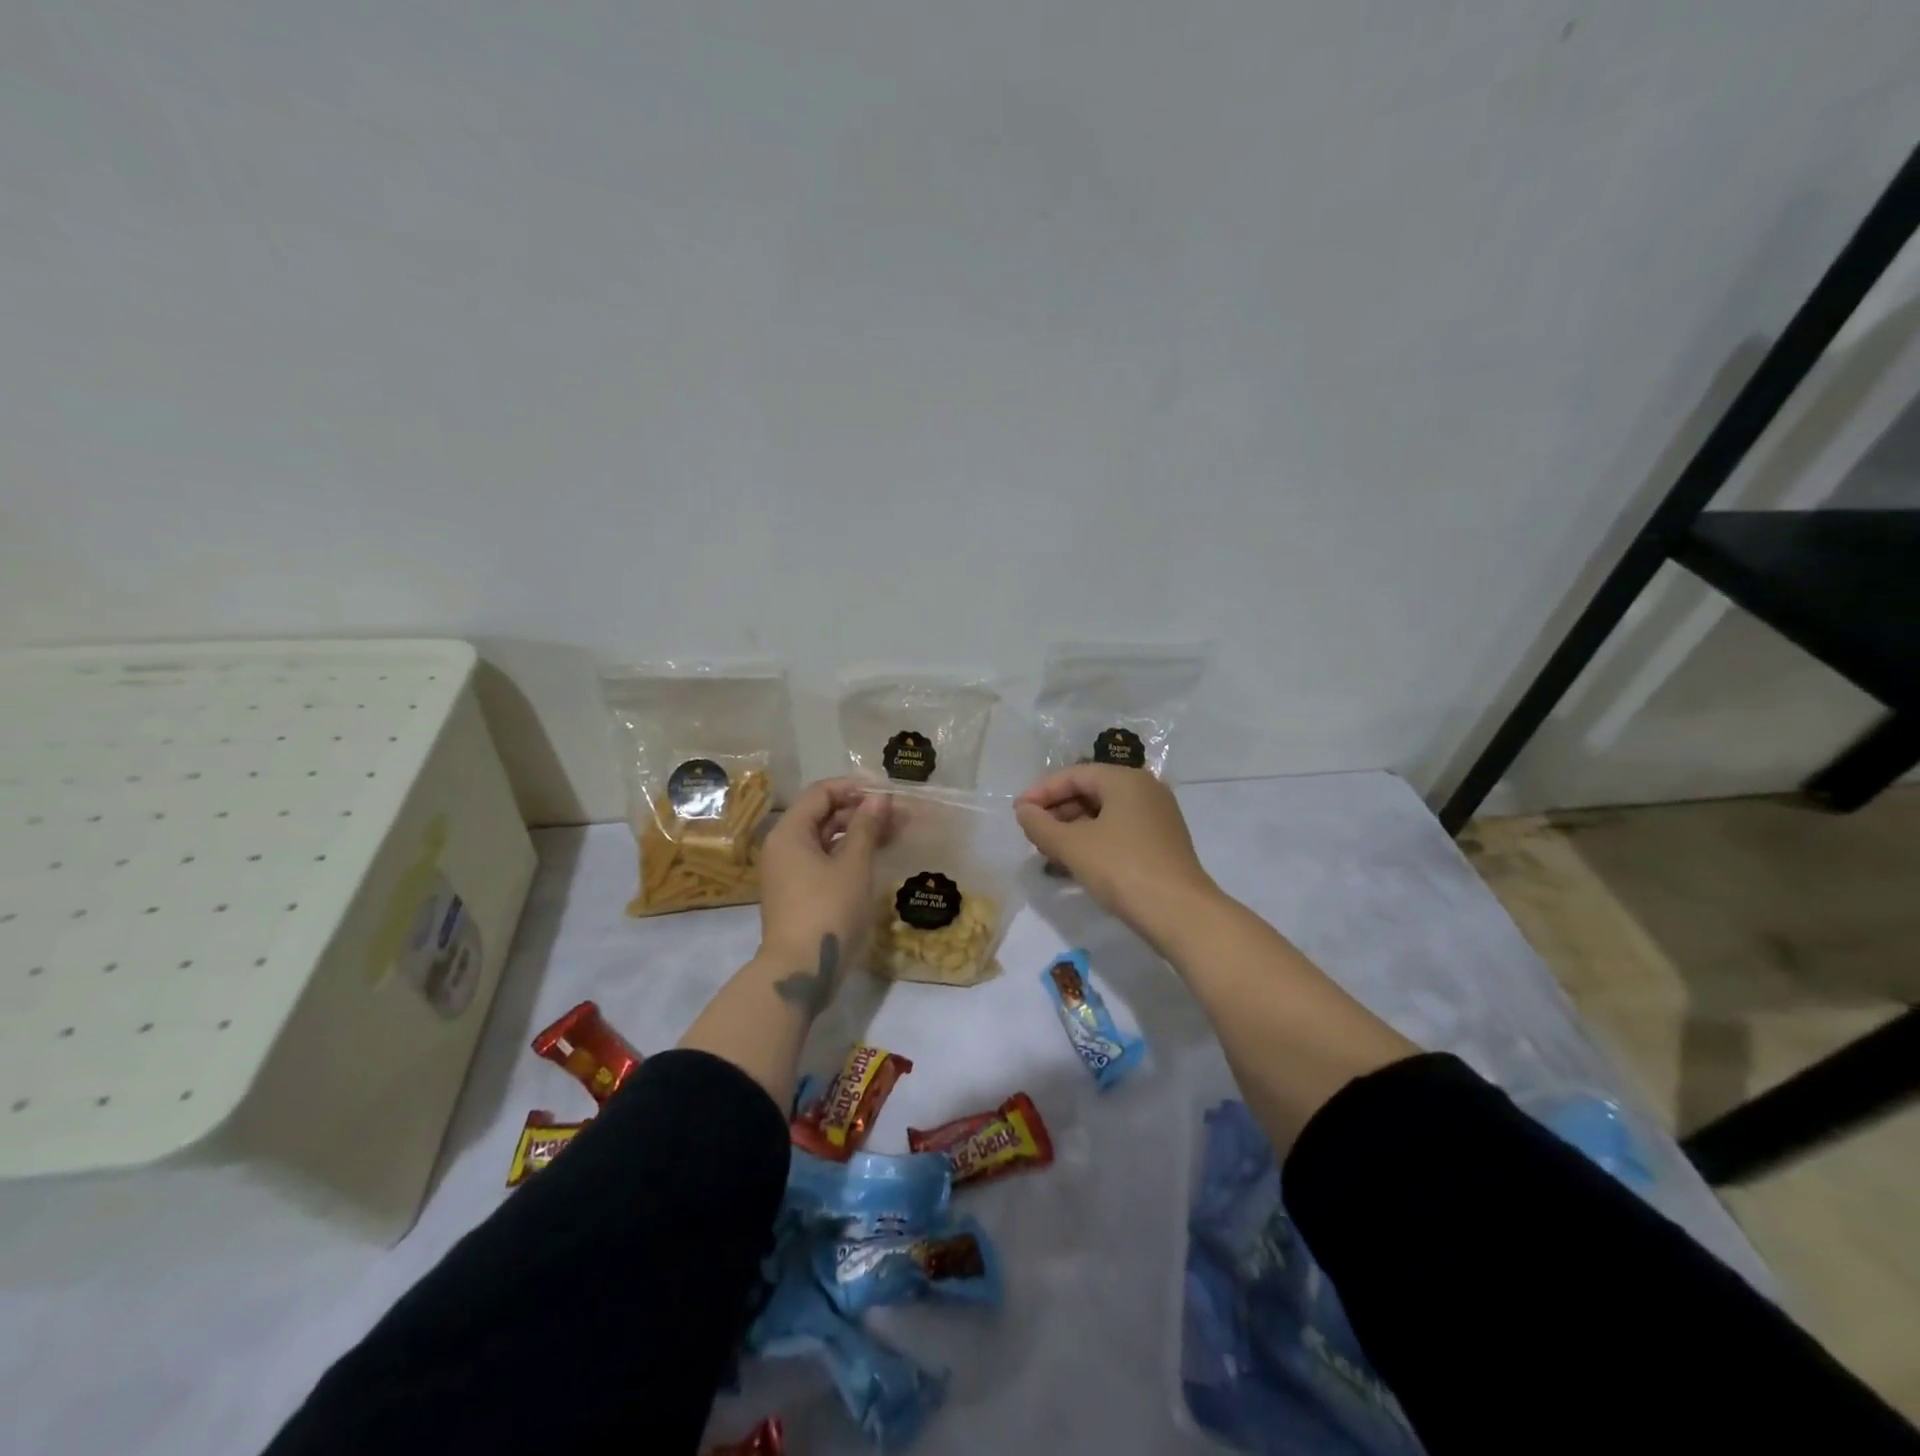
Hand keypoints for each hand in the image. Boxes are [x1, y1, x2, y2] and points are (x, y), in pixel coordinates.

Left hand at [755, 778, 893, 1010]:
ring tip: (894, 833)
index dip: (854, 787)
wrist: (801, 970)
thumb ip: (867, 827)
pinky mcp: (798, 893)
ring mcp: (789, 872)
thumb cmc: (828, 910)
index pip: (821, 793)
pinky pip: (824, 861)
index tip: (887, 792)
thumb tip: (880, 798)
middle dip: (861, 811)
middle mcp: (784, 847)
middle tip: (899, 815)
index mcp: (790, 832)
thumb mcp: (853, 865)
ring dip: (858, 833)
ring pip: (826, 839)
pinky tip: (876, 856)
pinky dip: (848, 854)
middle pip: (822, 814)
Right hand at [1015, 765, 1217, 937]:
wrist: (1180, 913)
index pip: (1074, 775)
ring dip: (1072, 828)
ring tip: (1048, 850)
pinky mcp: (1161, 842)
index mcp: (1125, 779)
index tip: (1017, 812)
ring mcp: (1157, 817)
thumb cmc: (1122, 869)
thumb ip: (1040, 825)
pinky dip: (1093, 840)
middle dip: (1057, 810)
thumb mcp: (1072, 846)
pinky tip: (1075, 861)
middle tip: (1031, 833)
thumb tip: (1023, 811)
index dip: (1041, 792)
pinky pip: (1118, 830)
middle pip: (1090, 791)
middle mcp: (1145, 790)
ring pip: (1104, 813)